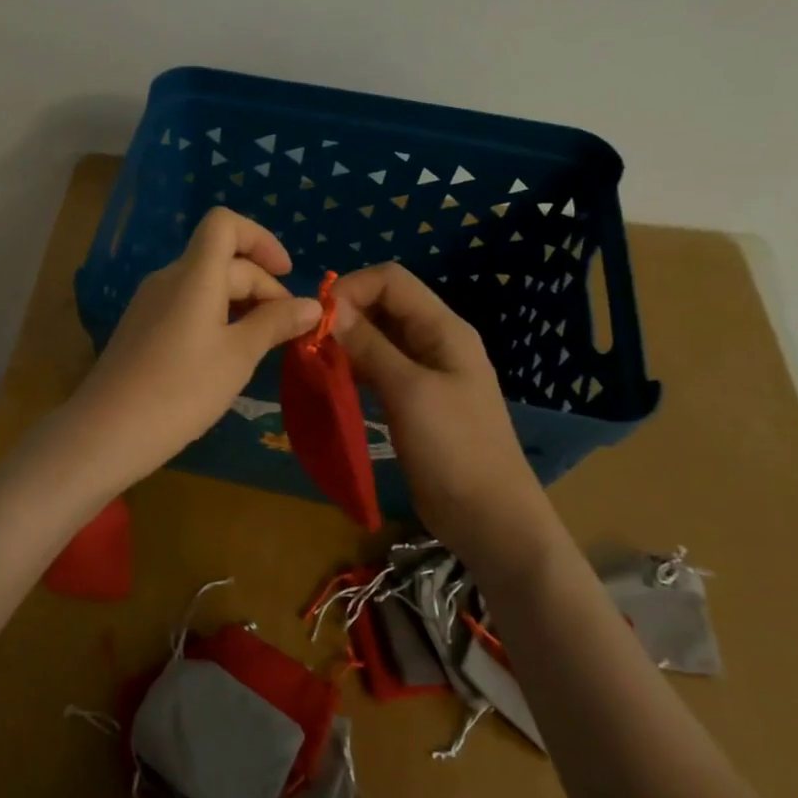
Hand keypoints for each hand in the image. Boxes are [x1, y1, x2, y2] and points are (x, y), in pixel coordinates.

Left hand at [66, 208, 320, 491]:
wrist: (107, 431)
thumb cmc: (181, 390)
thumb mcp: (238, 357)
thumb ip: (274, 324)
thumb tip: (311, 305)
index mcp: (193, 275)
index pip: (224, 224)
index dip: (261, 239)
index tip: (286, 275)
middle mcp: (168, 279)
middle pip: (221, 260)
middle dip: (261, 286)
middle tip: (286, 331)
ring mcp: (150, 304)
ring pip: (204, 286)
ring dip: (240, 305)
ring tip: (261, 346)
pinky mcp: (141, 329)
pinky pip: (186, 308)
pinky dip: (215, 319)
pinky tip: (225, 358)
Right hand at [332, 264, 564, 584]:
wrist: (488, 517)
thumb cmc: (453, 449)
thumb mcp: (408, 391)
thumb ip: (369, 345)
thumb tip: (329, 306)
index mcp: (444, 329)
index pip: (390, 280)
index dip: (351, 290)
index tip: (316, 321)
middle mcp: (435, 342)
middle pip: (383, 306)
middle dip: (344, 316)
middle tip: (308, 345)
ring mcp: (425, 373)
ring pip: (377, 338)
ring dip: (345, 343)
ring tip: (314, 363)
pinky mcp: (413, 401)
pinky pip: (378, 369)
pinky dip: (353, 369)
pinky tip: (331, 384)